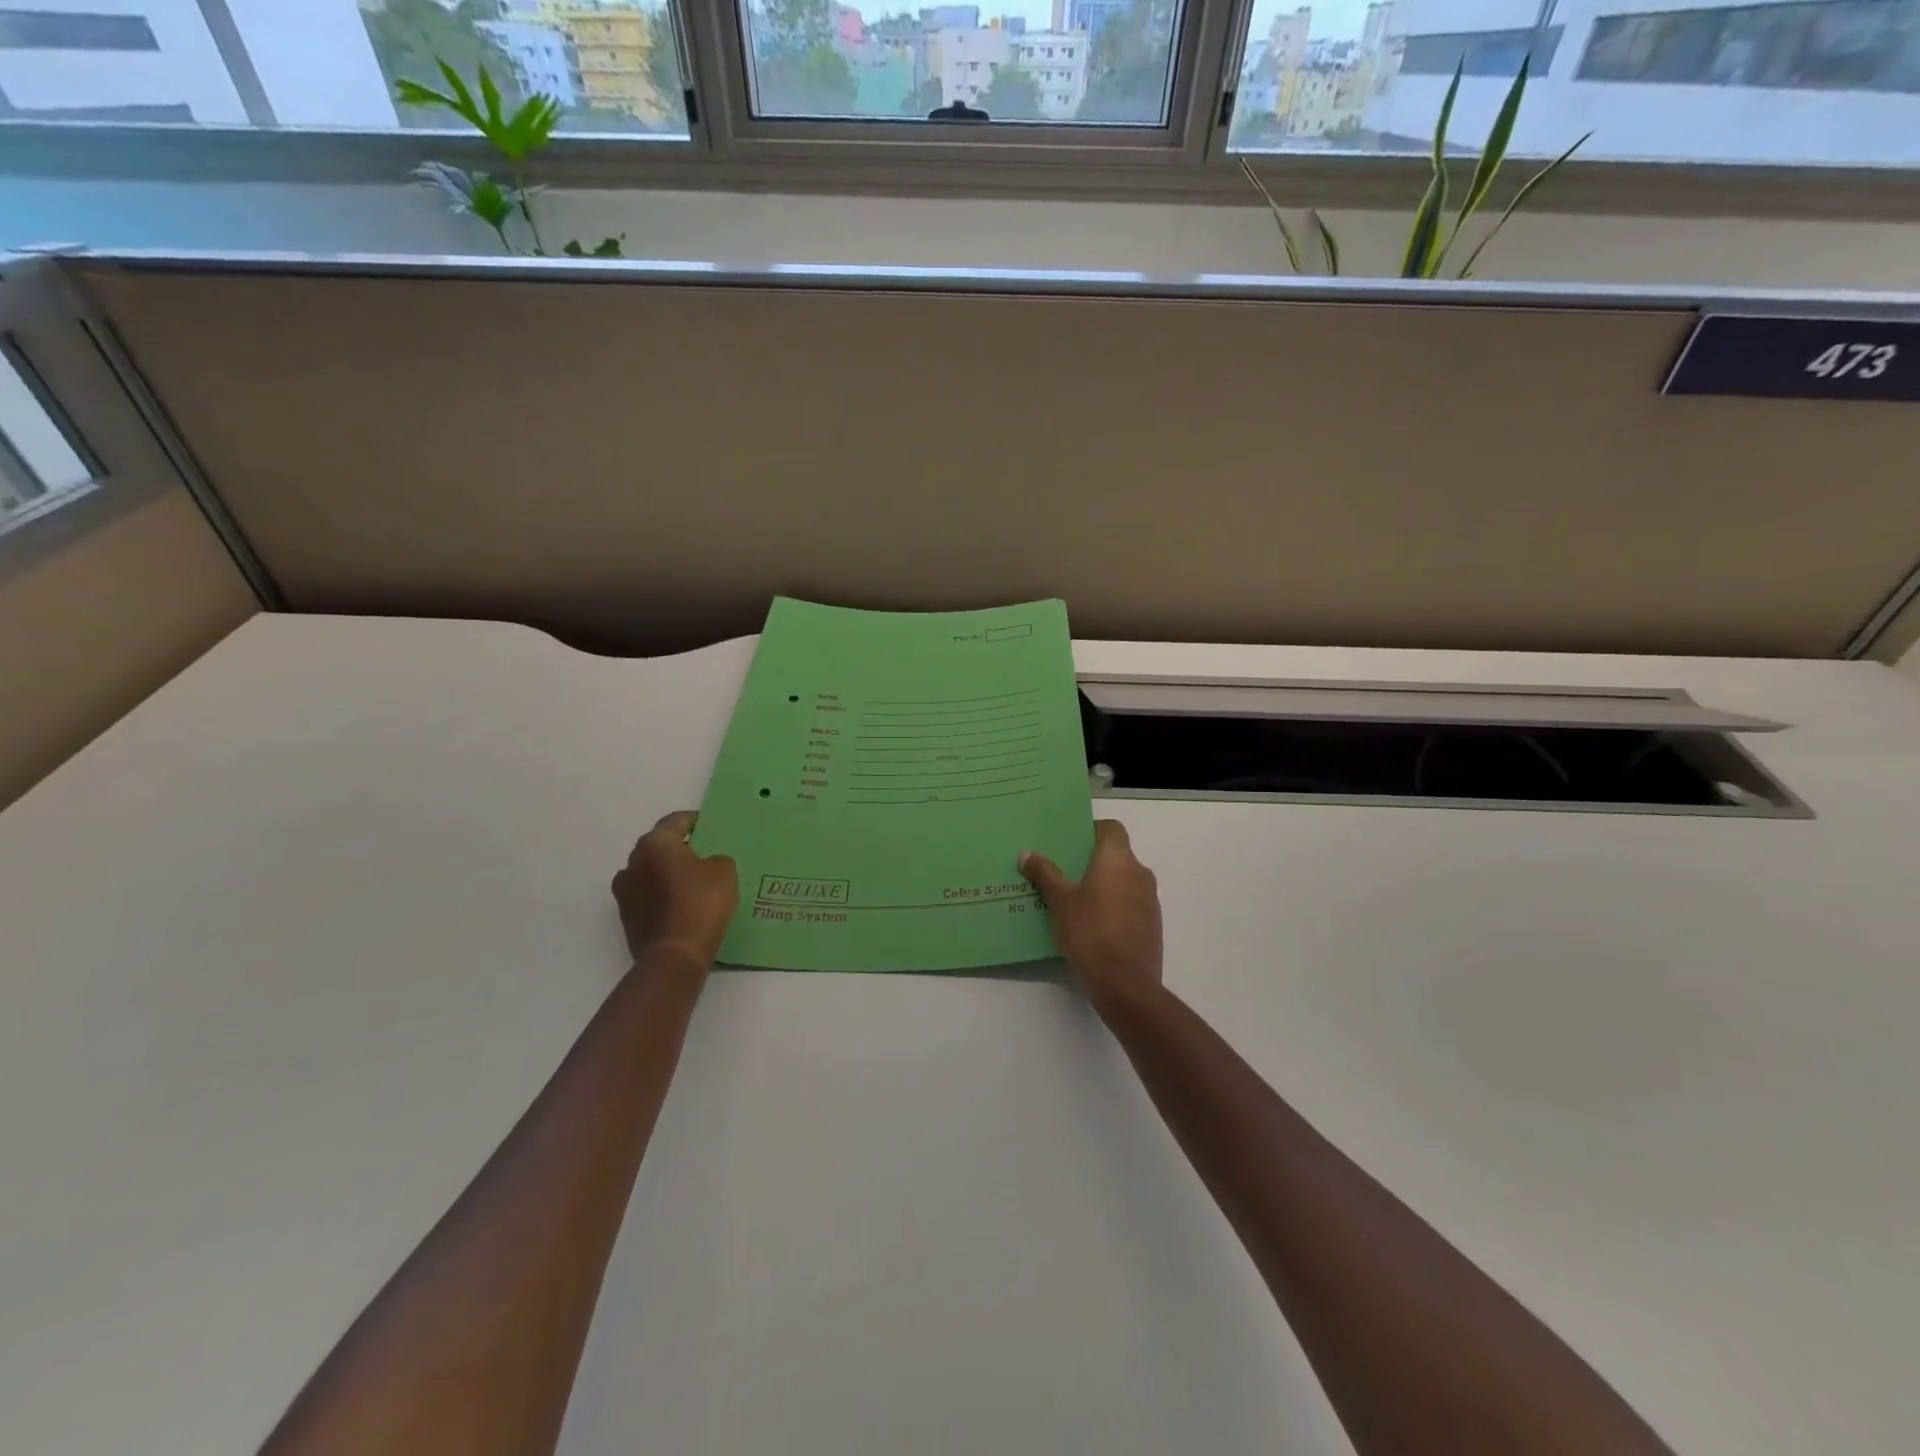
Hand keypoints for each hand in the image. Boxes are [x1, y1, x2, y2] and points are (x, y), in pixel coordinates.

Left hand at [611, 811, 738, 967]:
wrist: (675, 955)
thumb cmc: (700, 903)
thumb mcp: (724, 871)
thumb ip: (715, 859)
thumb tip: (705, 865)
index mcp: (654, 844)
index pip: (675, 821)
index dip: (695, 821)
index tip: (710, 827)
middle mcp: (632, 863)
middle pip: (659, 846)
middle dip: (680, 848)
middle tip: (705, 855)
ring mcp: (625, 892)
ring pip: (651, 873)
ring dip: (668, 874)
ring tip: (694, 883)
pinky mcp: (627, 918)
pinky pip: (649, 897)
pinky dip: (663, 896)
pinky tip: (684, 906)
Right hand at [1019, 819, 1162, 1008]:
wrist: (1125, 983)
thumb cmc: (1090, 932)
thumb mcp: (1059, 901)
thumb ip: (1045, 874)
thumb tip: (1027, 854)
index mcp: (1118, 859)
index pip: (1111, 828)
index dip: (1092, 830)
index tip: (1070, 842)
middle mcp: (1139, 872)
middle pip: (1116, 854)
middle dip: (1092, 860)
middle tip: (1063, 870)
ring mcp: (1150, 899)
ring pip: (1124, 880)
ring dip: (1104, 884)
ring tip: (1074, 898)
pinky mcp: (1152, 923)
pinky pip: (1130, 903)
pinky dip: (1114, 905)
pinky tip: (1091, 923)